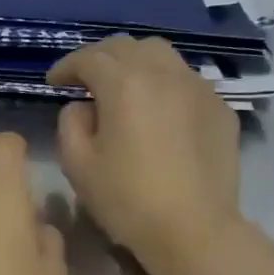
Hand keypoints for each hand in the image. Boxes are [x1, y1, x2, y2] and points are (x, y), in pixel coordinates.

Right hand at [48, 37, 242, 274]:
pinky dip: (163, 84)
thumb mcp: (77, 163)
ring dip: (134, 64)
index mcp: (124, 83)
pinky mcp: (220, 109)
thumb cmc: (126, 197)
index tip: (53, 82)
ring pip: (162, 56)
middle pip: (127, 47)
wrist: (193, 228)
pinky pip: (186, 81)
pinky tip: (157, 110)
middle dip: (100, 57)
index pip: (89, 58)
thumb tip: (84, 107)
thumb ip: (71, 123)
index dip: (66, 66)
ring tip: (122, 88)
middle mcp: (164, 73)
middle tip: (84, 79)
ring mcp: (199, 88)